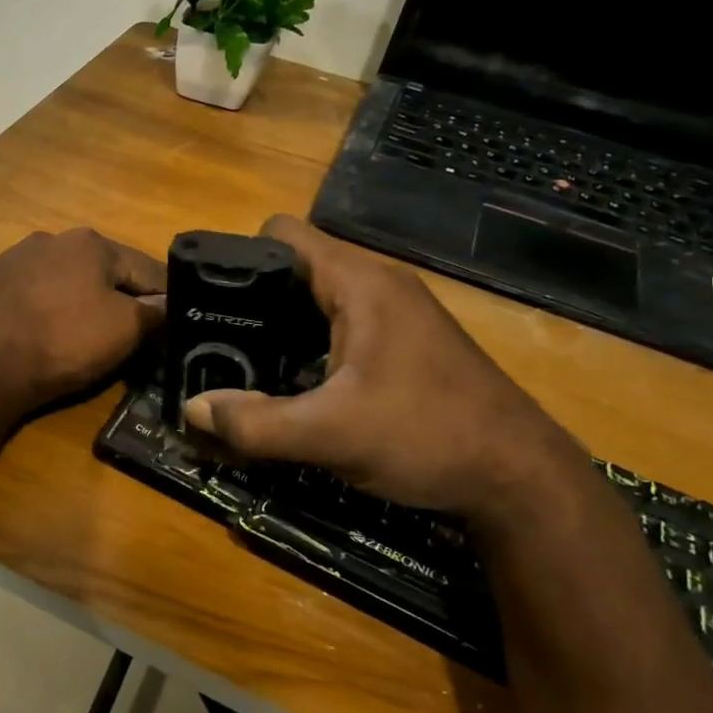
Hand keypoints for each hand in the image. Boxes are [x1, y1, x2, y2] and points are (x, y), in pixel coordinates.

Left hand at [0, 228, 166, 415]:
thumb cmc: (61, 342)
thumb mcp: (124, 331)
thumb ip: (155, 314)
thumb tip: (169, 305)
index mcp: (91, 242)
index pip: (146, 269)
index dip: (165, 299)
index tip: (173, 324)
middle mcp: (51, 239)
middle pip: (101, 272)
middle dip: (118, 299)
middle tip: (128, 335)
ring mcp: (12, 259)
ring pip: (63, 281)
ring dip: (78, 302)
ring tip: (81, 337)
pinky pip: (30, 296)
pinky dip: (43, 311)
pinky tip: (40, 335)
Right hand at [182, 216, 582, 529]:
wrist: (521, 478)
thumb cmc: (427, 436)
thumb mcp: (330, 434)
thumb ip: (254, 422)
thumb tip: (191, 407)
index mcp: (359, 283)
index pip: (282, 234)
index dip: (237, 257)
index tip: (207, 300)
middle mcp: (377, 285)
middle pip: (294, 267)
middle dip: (250, 298)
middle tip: (214, 340)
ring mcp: (395, 313)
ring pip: (316, 299)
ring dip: (278, 325)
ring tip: (242, 361)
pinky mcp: (403, 343)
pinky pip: (338, 324)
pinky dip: (306, 343)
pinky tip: (292, 382)